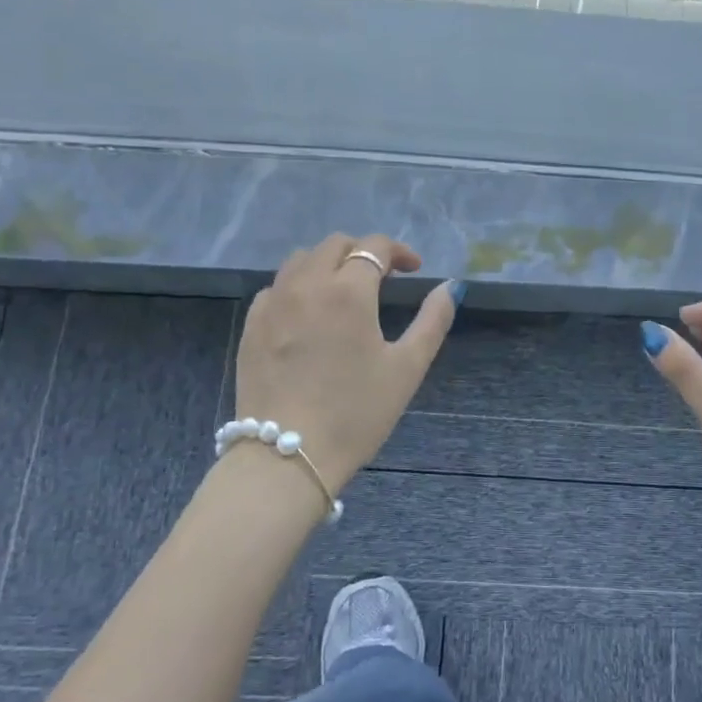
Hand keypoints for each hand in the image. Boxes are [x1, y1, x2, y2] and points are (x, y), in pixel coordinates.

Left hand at [232, 233, 460, 494]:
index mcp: (348, 292)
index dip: (398, 252)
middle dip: (363, 252)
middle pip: (335, 245)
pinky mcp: (251, 327)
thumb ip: (433, 320)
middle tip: (382, 279)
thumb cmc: (357, 413)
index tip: (413, 269)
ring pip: (301, 260)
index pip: (373, 247)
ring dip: (328, 264)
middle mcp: (306, 285)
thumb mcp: (407, 368)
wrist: (288, 457)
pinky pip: (276, 288)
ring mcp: (273, 304)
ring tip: (344, 291)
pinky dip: (298, 287)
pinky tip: (309, 315)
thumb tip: (450, 287)